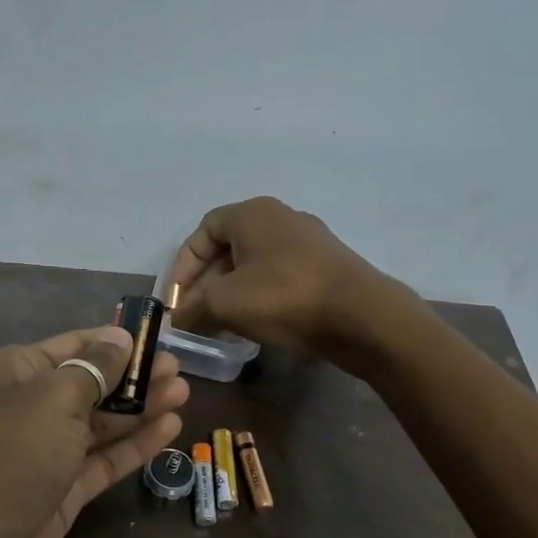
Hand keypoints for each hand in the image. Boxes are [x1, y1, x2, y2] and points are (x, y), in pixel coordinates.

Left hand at [0, 325, 187, 537]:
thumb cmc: (9, 458)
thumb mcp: (53, 400)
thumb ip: (94, 369)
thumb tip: (120, 338)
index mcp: (14, 372)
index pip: (73, 345)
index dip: (114, 342)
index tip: (157, 337)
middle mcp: (28, 408)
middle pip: (90, 384)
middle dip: (134, 376)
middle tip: (179, 369)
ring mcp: (45, 453)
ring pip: (100, 424)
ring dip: (140, 408)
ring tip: (183, 393)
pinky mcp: (61, 493)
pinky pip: (103, 461)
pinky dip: (134, 446)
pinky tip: (169, 429)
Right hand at [168, 196, 384, 353]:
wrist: (362, 316)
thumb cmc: (284, 298)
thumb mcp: (225, 304)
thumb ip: (193, 308)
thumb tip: (176, 318)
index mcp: (252, 213)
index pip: (202, 232)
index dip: (182, 266)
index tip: (176, 300)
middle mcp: (280, 217)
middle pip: (228, 247)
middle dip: (205, 283)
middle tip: (195, 315)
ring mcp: (307, 241)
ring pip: (253, 264)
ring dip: (231, 292)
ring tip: (220, 323)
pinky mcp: (326, 266)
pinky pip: (278, 276)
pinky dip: (259, 296)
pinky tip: (256, 323)